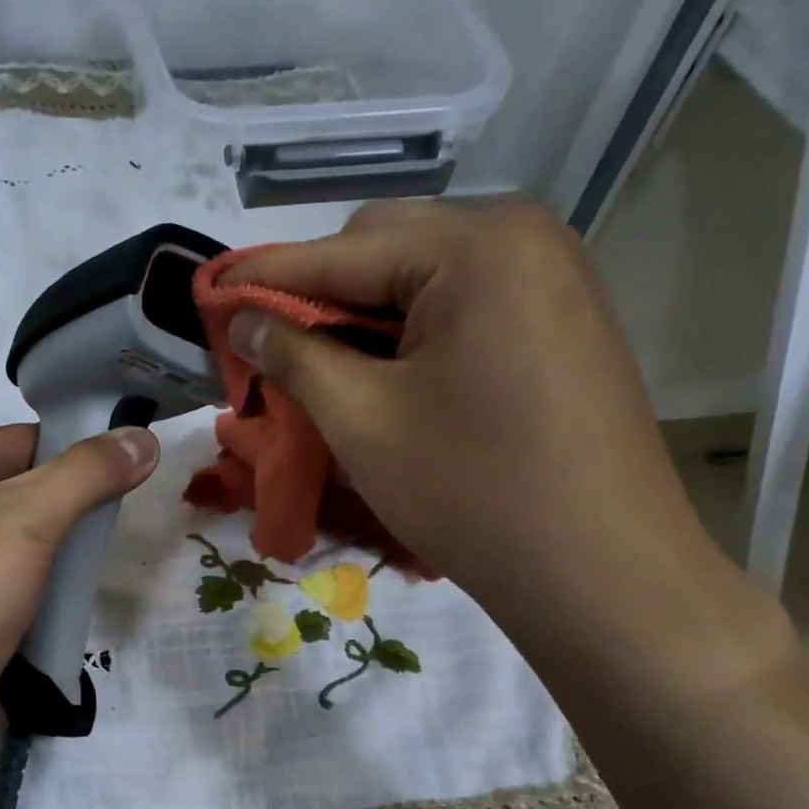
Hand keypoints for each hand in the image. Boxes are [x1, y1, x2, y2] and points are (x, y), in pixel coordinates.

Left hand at [0, 422, 158, 734]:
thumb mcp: (27, 521)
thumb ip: (87, 473)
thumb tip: (144, 439)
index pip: (0, 445)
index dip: (64, 450)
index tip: (120, 461)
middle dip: (56, 505)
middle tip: (109, 515)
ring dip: (43, 549)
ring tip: (90, 556)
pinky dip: (24, 586)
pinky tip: (59, 596)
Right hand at [224, 202, 740, 651]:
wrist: (598, 570)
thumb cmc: (470, 490)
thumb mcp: (362, 420)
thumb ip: (294, 356)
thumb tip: (244, 321)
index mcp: (476, 246)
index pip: (343, 250)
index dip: (266, 276)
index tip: (210, 296)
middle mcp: (523, 238)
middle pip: (388, 249)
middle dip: (319, 294)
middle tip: (268, 346)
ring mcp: (553, 280)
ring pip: (425, 280)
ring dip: (362, 317)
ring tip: (318, 366)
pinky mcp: (561, 325)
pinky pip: (465, 308)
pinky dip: (410, 334)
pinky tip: (384, 376)